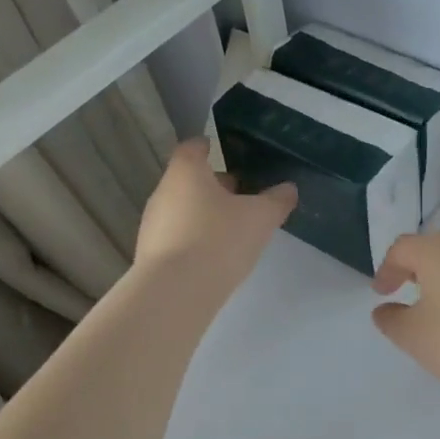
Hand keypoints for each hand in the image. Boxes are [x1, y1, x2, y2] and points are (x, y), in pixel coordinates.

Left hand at [134, 139, 296, 298]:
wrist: (176, 291)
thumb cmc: (219, 240)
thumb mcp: (261, 218)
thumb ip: (277, 200)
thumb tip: (288, 188)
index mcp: (187, 172)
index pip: (193, 147)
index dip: (208, 147)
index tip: (222, 151)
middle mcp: (164, 192)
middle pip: (189, 180)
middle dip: (214, 186)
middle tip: (241, 197)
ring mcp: (153, 224)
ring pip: (183, 209)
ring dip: (205, 215)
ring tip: (233, 231)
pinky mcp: (151, 254)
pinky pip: (177, 236)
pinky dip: (194, 239)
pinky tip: (214, 257)